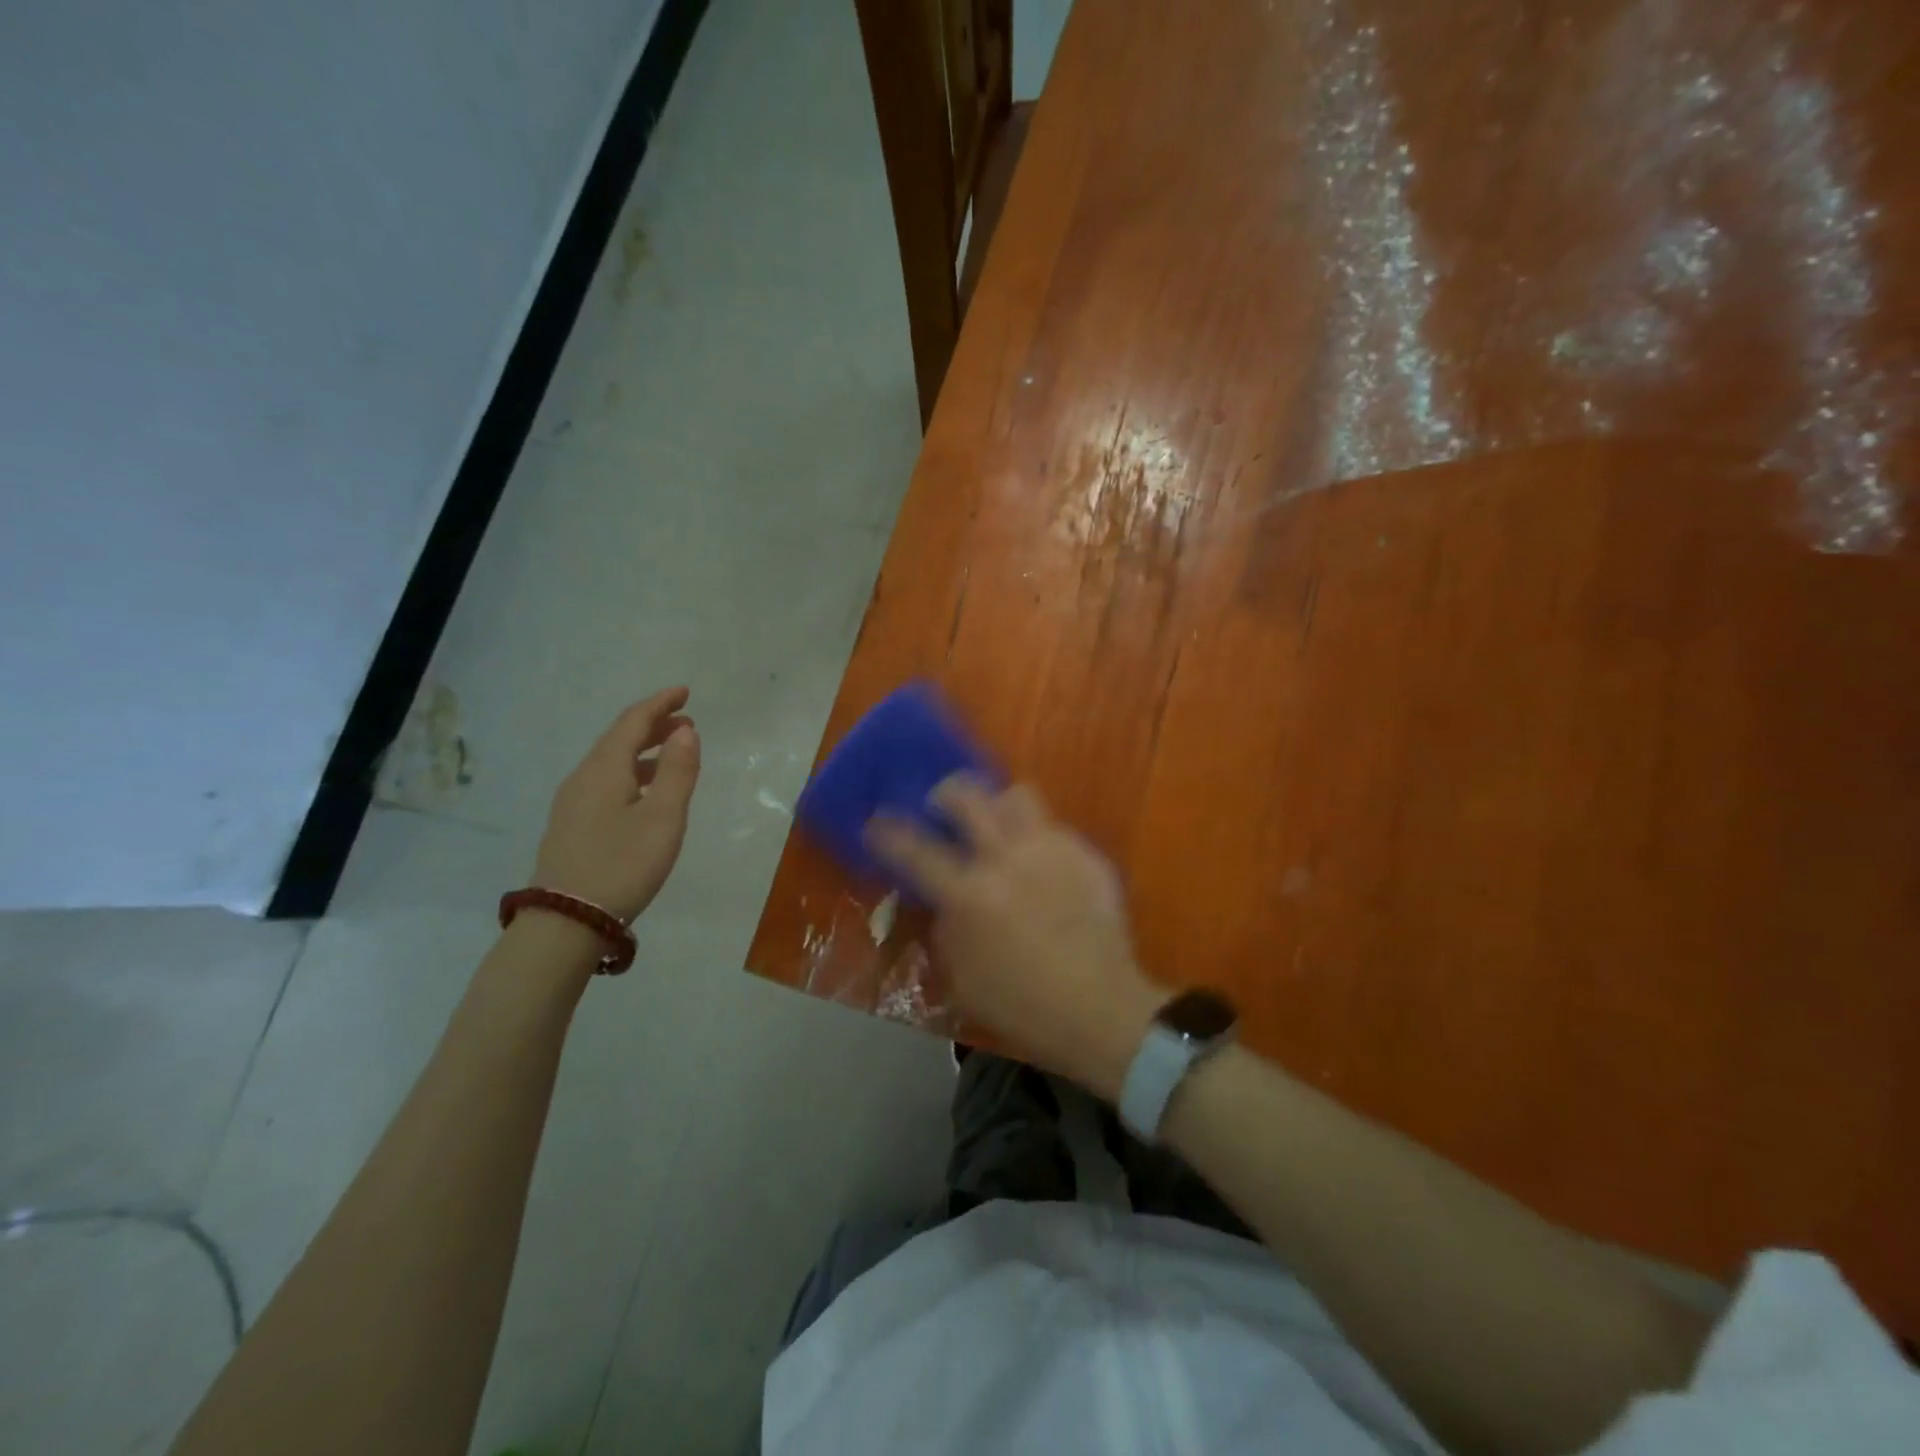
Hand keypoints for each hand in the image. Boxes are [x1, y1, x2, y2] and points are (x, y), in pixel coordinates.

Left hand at [531, 688, 701, 922]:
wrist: (567, 921)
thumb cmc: (623, 864)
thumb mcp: (663, 818)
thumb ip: (677, 771)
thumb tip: (685, 731)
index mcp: (604, 769)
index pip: (632, 722)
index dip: (660, 703)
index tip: (685, 692)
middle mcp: (583, 777)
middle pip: (618, 739)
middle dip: (653, 725)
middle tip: (686, 722)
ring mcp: (572, 802)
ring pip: (610, 762)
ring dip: (643, 751)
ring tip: (672, 754)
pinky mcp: (572, 825)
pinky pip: (605, 782)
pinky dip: (631, 772)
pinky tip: (645, 791)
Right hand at [867, 777, 1168, 1098]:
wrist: (1100, 1009)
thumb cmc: (1023, 1005)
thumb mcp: (963, 978)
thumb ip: (946, 928)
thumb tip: (945, 899)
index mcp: (970, 894)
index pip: (916, 850)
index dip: (889, 831)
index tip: (877, 820)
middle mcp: (1007, 858)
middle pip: (968, 797)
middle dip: (946, 793)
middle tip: (942, 804)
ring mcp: (1051, 851)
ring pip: (1017, 796)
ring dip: (998, 805)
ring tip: (996, 824)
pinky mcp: (1085, 855)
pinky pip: (1053, 827)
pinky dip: (1037, 838)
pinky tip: (1042, 864)